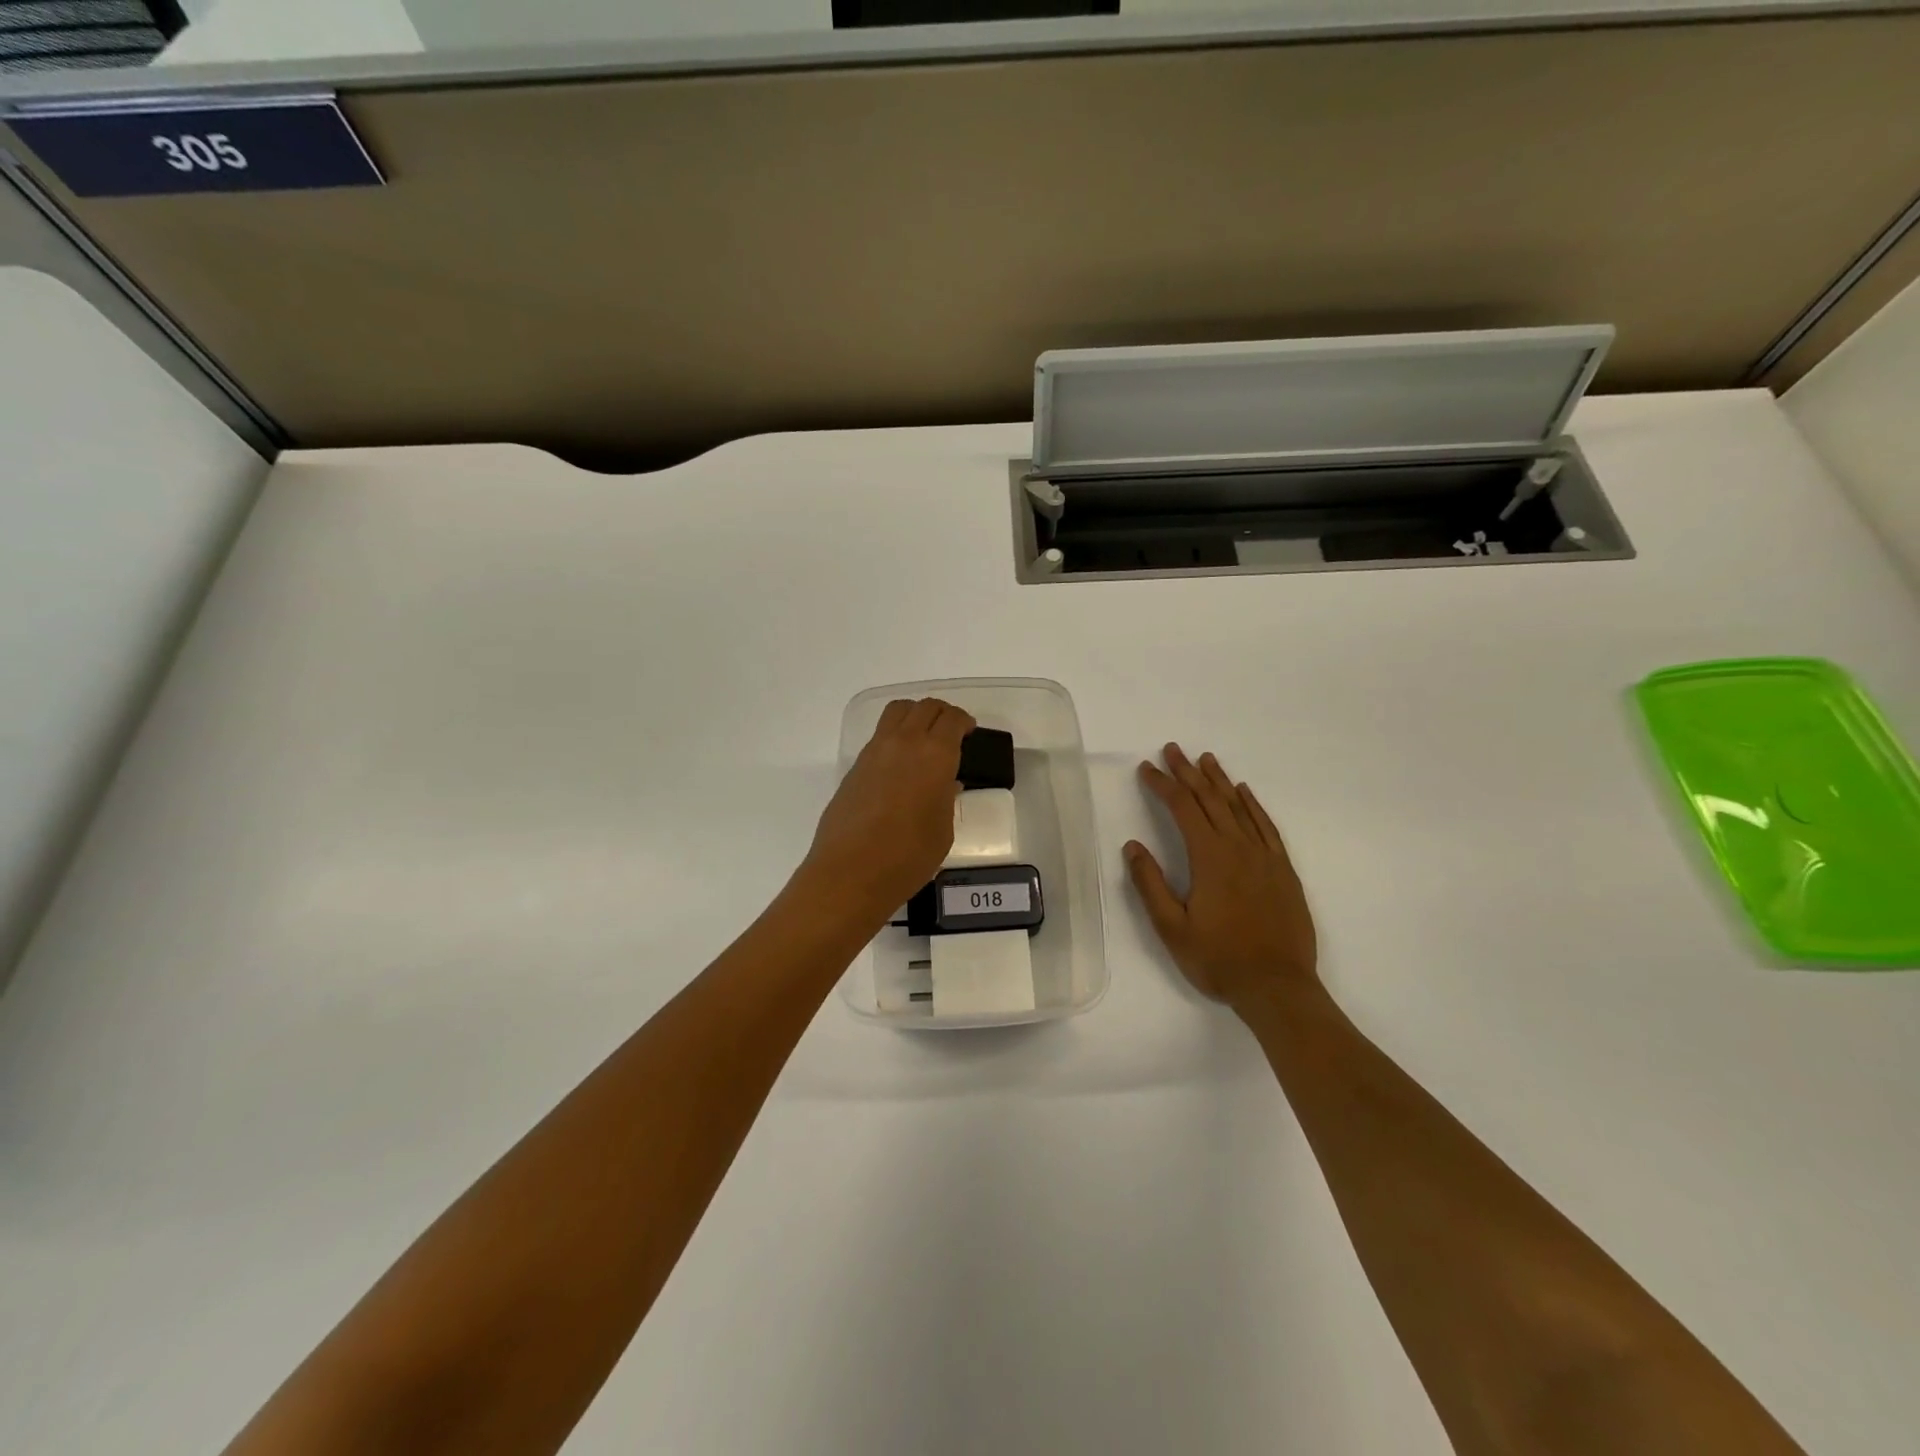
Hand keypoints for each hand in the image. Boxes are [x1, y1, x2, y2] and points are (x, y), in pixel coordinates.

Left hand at [800, 697, 975, 921]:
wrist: (851, 872)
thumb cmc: (908, 855)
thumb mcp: (943, 829)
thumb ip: (946, 798)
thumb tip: (945, 783)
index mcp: (935, 754)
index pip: (952, 719)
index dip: (964, 722)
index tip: (970, 733)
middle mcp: (904, 743)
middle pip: (925, 707)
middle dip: (942, 714)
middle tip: (952, 733)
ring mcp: (875, 751)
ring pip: (897, 712)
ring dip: (915, 716)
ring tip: (924, 740)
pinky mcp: (855, 766)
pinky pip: (880, 736)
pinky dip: (895, 737)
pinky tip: (901, 765)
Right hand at [1125, 744, 1317, 1006]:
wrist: (1277, 986)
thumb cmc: (1218, 959)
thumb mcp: (1171, 928)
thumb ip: (1150, 884)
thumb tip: (1132, 846)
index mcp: (1209, 858)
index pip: (1182, 809)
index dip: (1162, 785)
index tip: (1146, 768)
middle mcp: (1238, 847)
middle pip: (1210, 799)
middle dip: (1188, 772)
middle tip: (1172, 749)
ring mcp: (1265, 857)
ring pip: (1239, 807)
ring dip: (1220, 780)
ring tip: (1205, 759)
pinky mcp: (1283, 870)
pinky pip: (1266, 826)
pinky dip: (1253, 805)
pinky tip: (1245, 793)